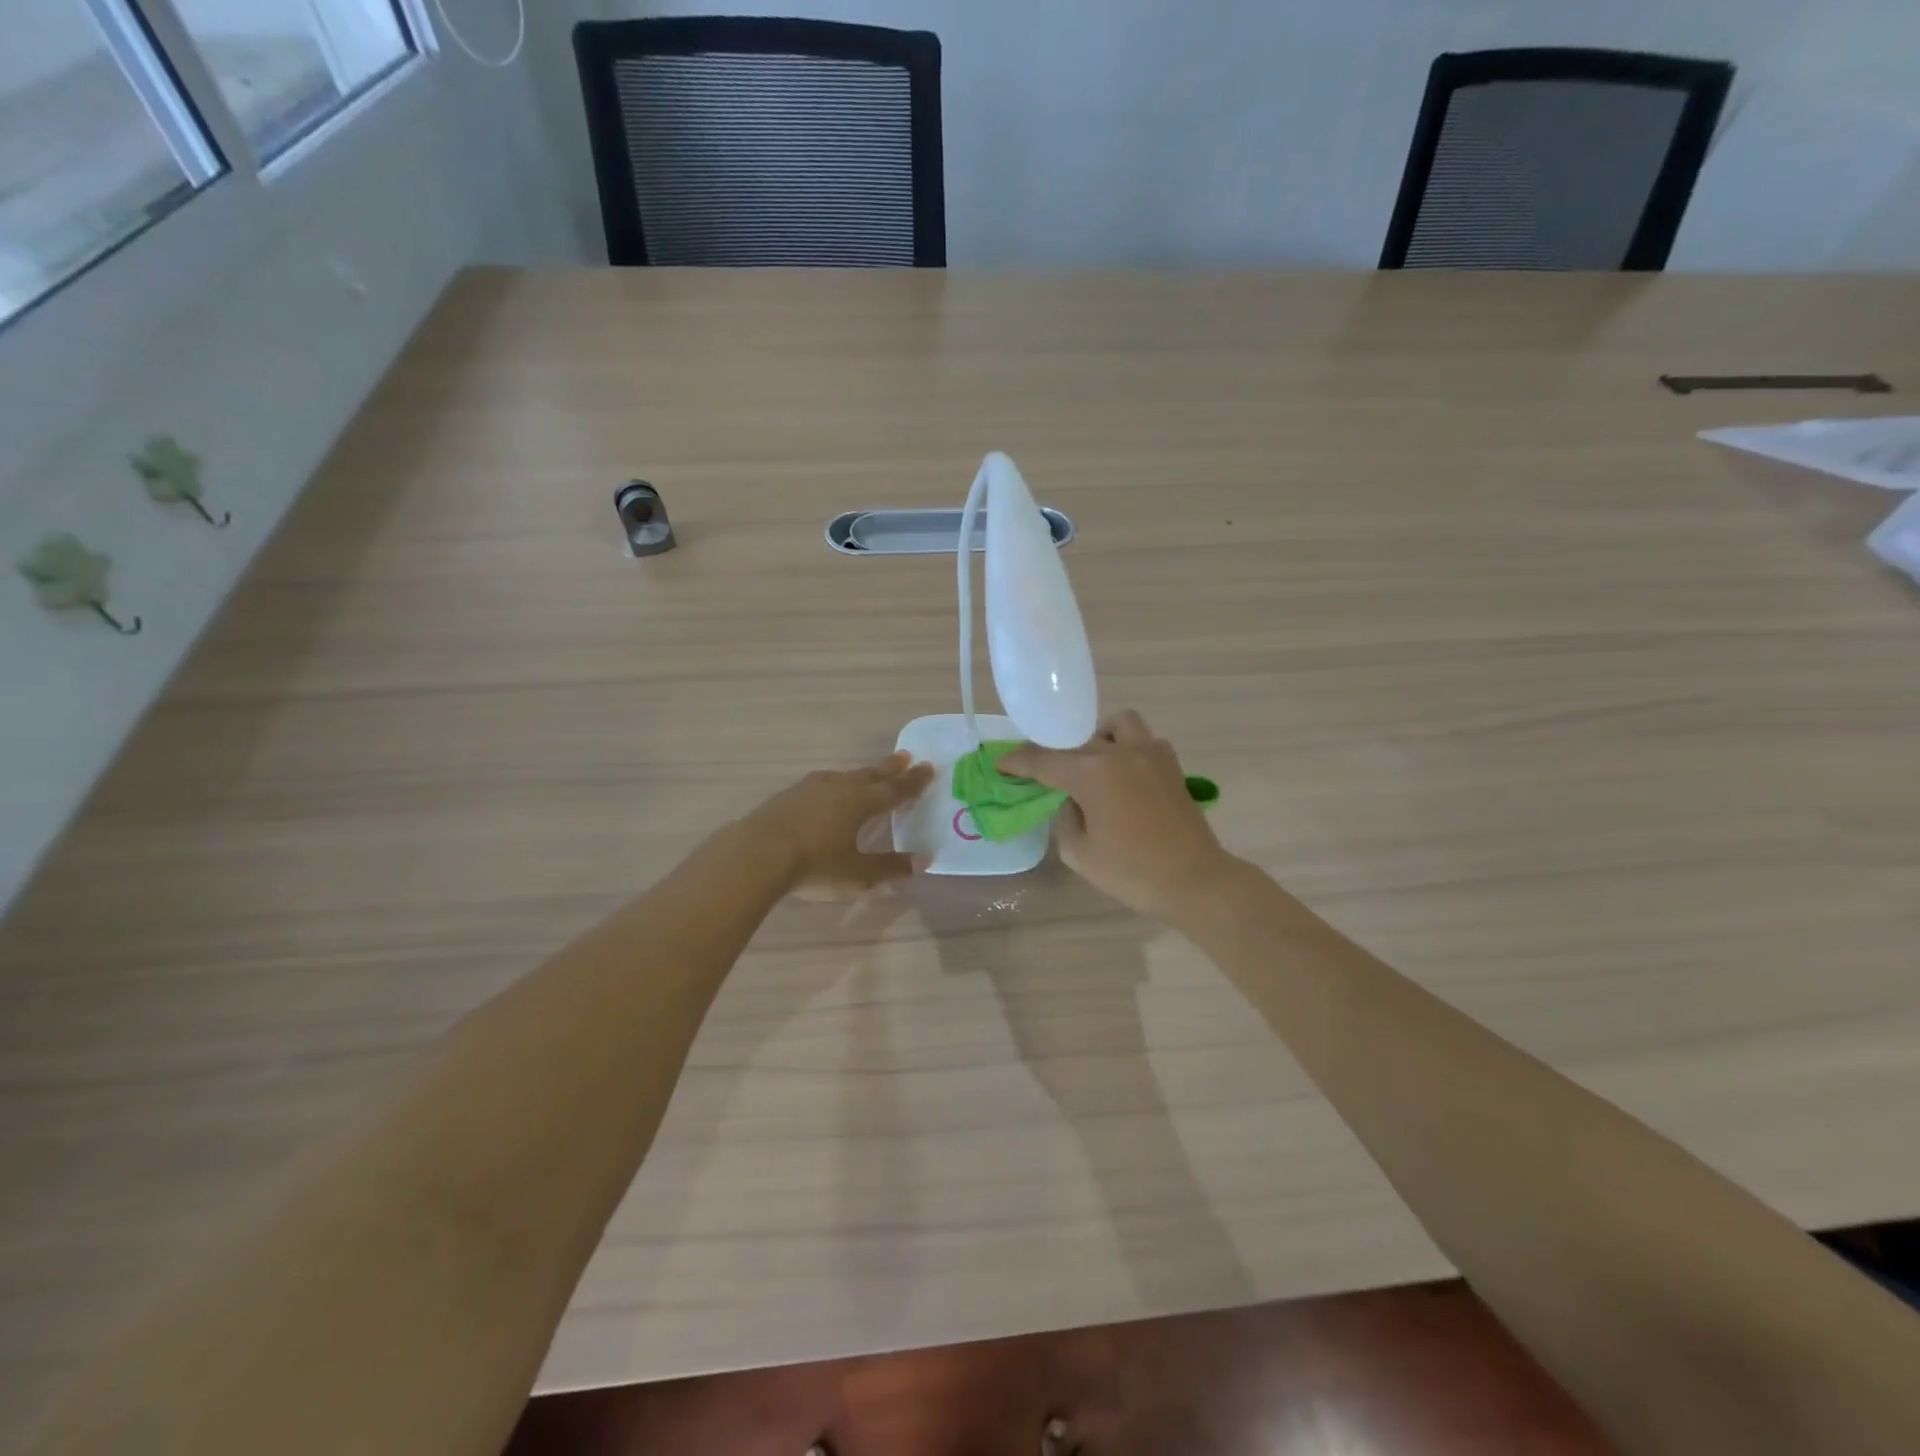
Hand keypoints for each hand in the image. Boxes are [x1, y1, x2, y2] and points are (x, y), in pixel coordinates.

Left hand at [747, 752, 935, 898]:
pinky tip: (828, 789)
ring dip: (861, 773)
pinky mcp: (789, 795)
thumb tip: (924, 860)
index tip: (929, 768)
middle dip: (890, 768)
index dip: (914, 782)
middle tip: (906, 757)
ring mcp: (811, 788)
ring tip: (868, 772)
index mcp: (862, 802)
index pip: (895, 789)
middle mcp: (840, 788)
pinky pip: (822, 783)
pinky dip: (835, 783)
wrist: (757, 853)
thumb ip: (891, 867)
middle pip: (871, 774)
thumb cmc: (815, 864)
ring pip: (845, 775)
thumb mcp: (858, 874)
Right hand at [1001, 711, 1235, 923]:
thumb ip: (1065, 819)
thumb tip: (1070, 801)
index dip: (1017, 762)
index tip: (1001, 764)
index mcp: (1092, 774)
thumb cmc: (1132, 872)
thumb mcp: (1079, 853)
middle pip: (1076, 741)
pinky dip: (1127, 749)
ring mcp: (1149, 754)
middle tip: (1044, 773)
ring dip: (1099, 737)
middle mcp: (1119, 753)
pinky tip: (1123, 776)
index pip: (1043, 760)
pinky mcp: (1171, 765)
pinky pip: (1143, 740)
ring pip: (1117, 724)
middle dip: (1054, 754)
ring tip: (1093, 764)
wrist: (1195, 881)